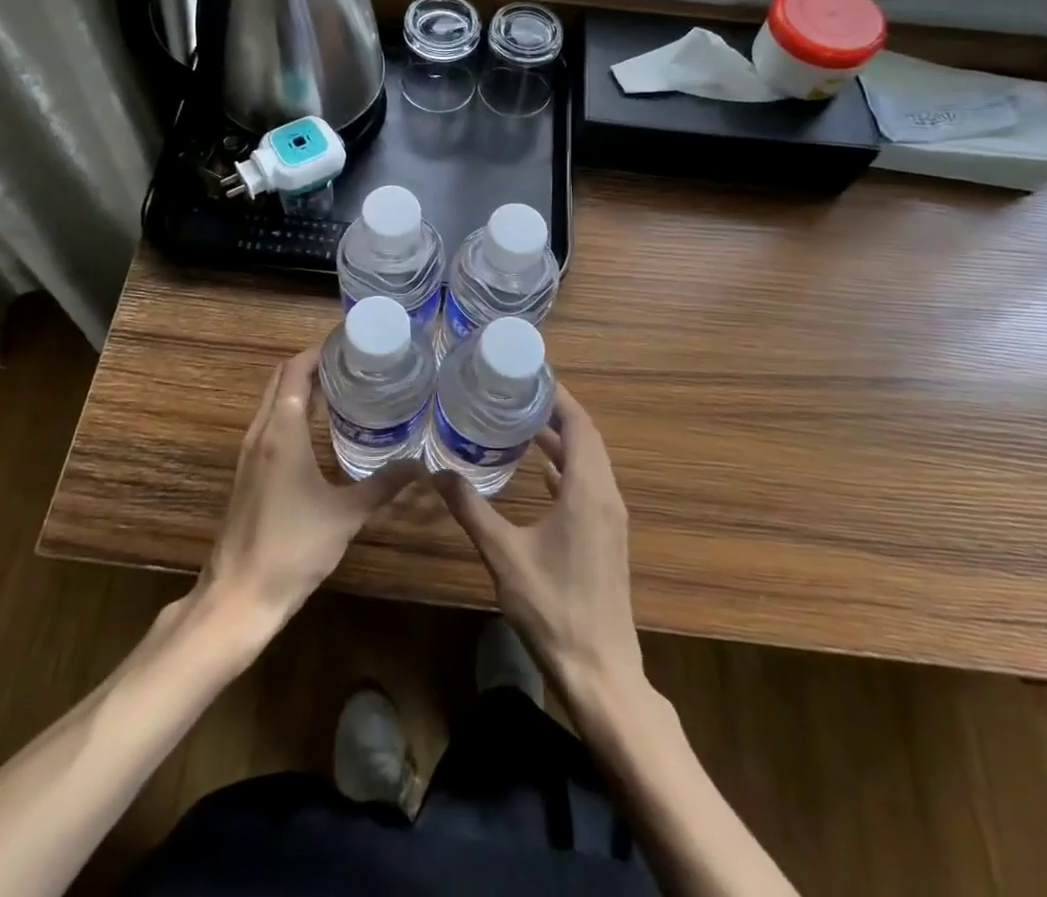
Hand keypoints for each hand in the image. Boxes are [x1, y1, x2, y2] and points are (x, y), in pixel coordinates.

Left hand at [200, 347, 416, 632]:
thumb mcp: (346, 515)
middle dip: (311, 364)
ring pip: (272, 402)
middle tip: (352, 362)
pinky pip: (270, 424)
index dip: (318, 351)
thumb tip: (420, 466)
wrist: (238, 597)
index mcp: (281, 432)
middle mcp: (261, 433)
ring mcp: (249, 454)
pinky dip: (291, 411)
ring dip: (300, 387)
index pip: (294, 371)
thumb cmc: (293, 548)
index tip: (349, 343)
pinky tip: (319, 428)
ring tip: (341, 387)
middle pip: (280, 380)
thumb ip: (382, 486)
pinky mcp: (248, 473)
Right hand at [434, 385, 644, 703]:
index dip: (558, 396)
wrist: (600, 671)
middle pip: (586, 437)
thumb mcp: (504, 554)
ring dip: (561, 440)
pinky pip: (588, 484)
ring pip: (589, 462)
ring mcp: (610, 518)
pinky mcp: (606, 537)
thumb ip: (471, 509)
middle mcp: (606, 495)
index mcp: (588, 490)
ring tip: (521, 423)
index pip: (580, 424)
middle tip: (516, 393)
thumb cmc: (552, 607)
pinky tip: (540, 471)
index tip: (529, 374)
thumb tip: (436, 472)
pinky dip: (565, 468)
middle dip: (556, 412)